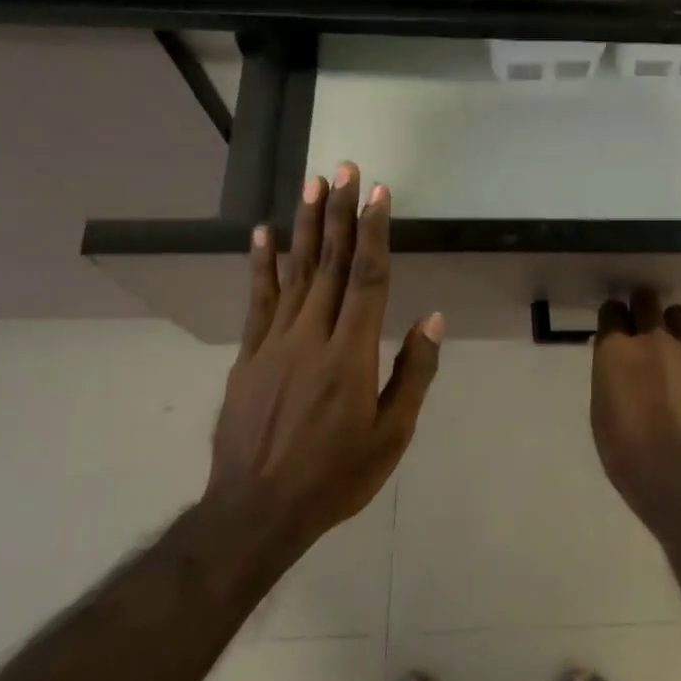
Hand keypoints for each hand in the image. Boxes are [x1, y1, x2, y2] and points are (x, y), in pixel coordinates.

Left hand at [205, 163, 443, 561]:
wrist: (257, 511)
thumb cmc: (336, 475)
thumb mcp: (391, 435)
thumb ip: (413, 373)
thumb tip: (432, 318)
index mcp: (351, 354)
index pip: (367, 278)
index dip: (373, 232)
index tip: (379, 194)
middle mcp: (312, 336)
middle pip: (329, 263)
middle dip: (339, 212)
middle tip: (344, 169)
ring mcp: (274, 343)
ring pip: (295, 273)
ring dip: (305, 225)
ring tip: (312, 184)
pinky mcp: (248, 356)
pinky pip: (257, 301)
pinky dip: (262, 265)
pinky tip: (264, 235)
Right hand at [590, 289, 680, 514]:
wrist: (676, 472)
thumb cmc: (623, 447)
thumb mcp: (601, 407)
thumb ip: (610, 374)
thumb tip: (617, 361)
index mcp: (616, 349)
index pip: (612, 310)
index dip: (612, 317)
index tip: (612, 328)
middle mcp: (652, 340)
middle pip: (646, 301)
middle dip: (640, 308)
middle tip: (638, 326)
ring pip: (679, 314)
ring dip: (670, 322)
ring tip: (667, 340)